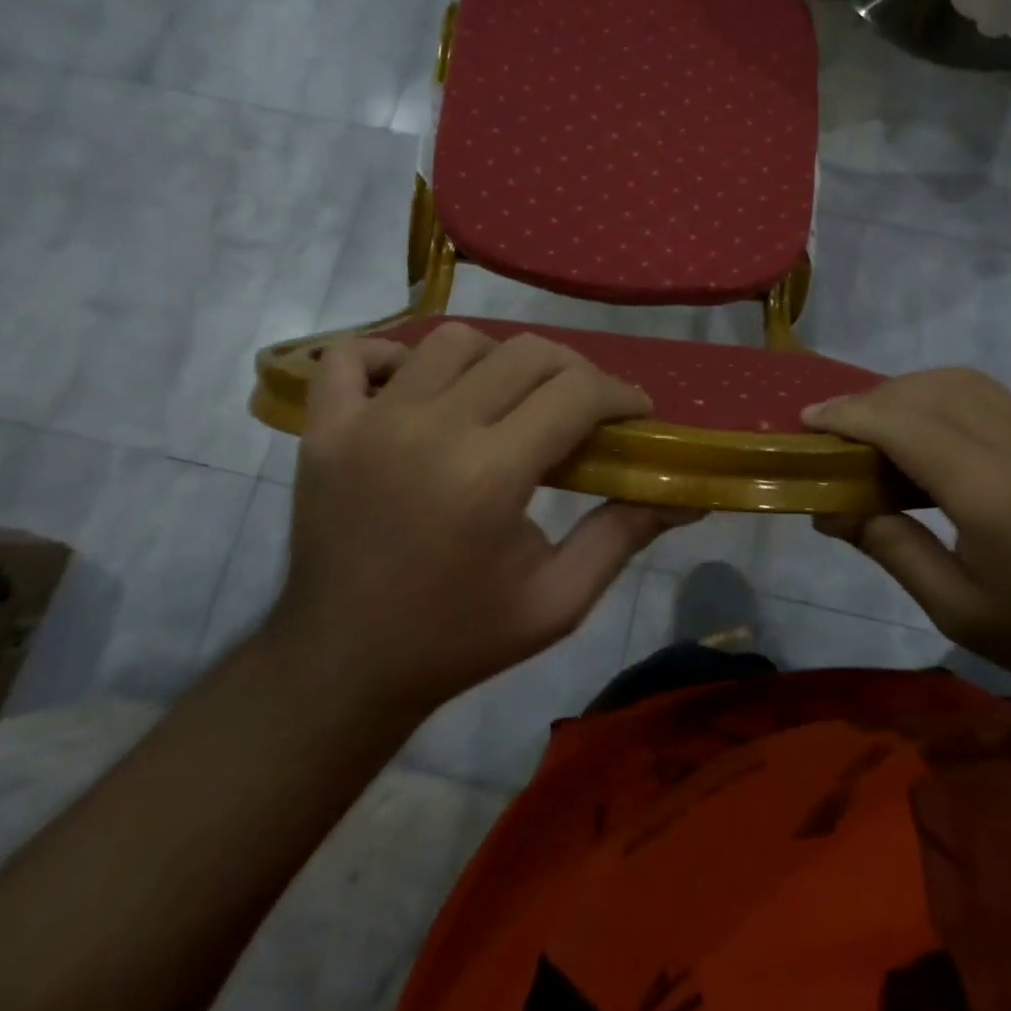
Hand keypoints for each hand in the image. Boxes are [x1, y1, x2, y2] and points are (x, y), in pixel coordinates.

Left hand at [272, 325, 697, 716]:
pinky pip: (354, 356)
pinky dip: (390, 355)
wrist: (341, 668)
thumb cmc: (458, 639)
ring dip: (498, 360)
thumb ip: (623, 536)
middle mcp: (429, 431)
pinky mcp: (325, 429)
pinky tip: (419, 386)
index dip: (620, 394)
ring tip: (509, 399)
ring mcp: (368, 423)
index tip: (636, 413)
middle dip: (575, 372)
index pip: (576, 393)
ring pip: (454, 341)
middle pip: (526, 353)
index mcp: (489, 476)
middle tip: (585, 409)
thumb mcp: (558, 601)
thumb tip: (686, 496)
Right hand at [804, 369, 1010, 704]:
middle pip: (929, 389)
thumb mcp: (961, 611)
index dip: (848, 414)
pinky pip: (993, 399)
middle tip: (839, 430)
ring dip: (911, 393)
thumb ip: (891, 548)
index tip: (808, 420)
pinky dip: (947, 403)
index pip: (901, 422)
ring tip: (880, 430)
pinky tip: (936, 442)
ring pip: (963, 383)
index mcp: (990, 490)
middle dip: (874, 398)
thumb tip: (829, 511)